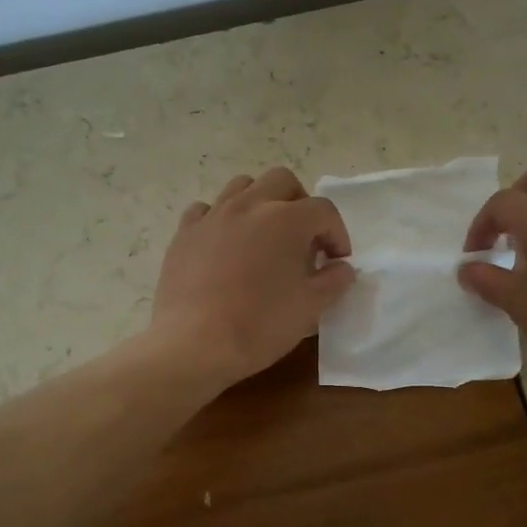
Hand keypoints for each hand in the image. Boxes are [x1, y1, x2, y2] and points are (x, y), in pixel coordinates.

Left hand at [151, 167, 354, 387]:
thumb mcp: (310, 308)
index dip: (337, 234)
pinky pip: (206, 210)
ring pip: (242, 186)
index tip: (335, 262)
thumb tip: (341, 268)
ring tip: (263, 235)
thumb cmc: (260, 326)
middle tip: (302, 239)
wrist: (195, 345)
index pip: (324, 211)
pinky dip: (221, 219)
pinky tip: (224, 244)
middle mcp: (249, 205)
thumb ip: (334, 281)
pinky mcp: (184, 233)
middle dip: (300, 204)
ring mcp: (212, 216)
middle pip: (282, 181)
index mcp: (286, 220)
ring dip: (261, 202)